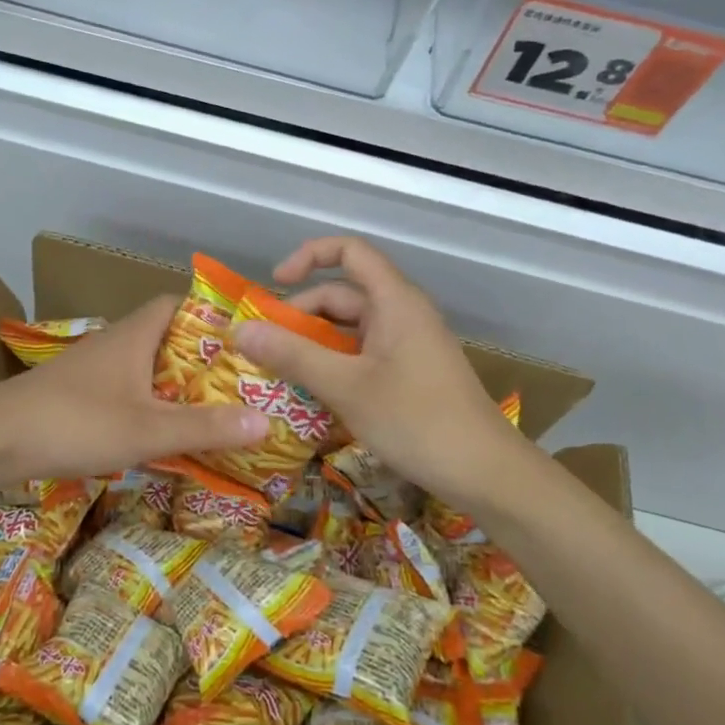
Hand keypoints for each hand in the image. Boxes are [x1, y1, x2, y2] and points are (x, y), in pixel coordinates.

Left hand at [0, 296, 267, 484]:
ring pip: (145, 365)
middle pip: (166, 336)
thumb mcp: (148, 429)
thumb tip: (266, 420)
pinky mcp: (77, 394)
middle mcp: (115, 342)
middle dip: (201, 355)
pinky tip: (161, 428)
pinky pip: (127, 388)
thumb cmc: (76, 421)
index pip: (178, 303)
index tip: (243, 335)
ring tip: (212, 405)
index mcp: (135, 334)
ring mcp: (93, 369)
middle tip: (240, 378)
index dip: (211, 313)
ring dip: (175, 381)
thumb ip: (205, 427)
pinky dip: (149, 402)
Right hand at [233, 236, 535, 513]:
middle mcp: (402, 314)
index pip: (349, 251)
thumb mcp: (345, 386)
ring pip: (350, 332)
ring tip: (279, 375)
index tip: (275, 284)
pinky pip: (363, 357)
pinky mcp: (411, 374)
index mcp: (394, 301)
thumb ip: (292, 355)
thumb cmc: (415, 419)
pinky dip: (335, 367)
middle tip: (264, 348)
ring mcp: (409, 345)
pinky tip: (313, 398)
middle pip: (343, 296)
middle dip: (300, 316)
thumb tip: (240, 329)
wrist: (485, 472)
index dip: (308, 256)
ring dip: (314, 347)